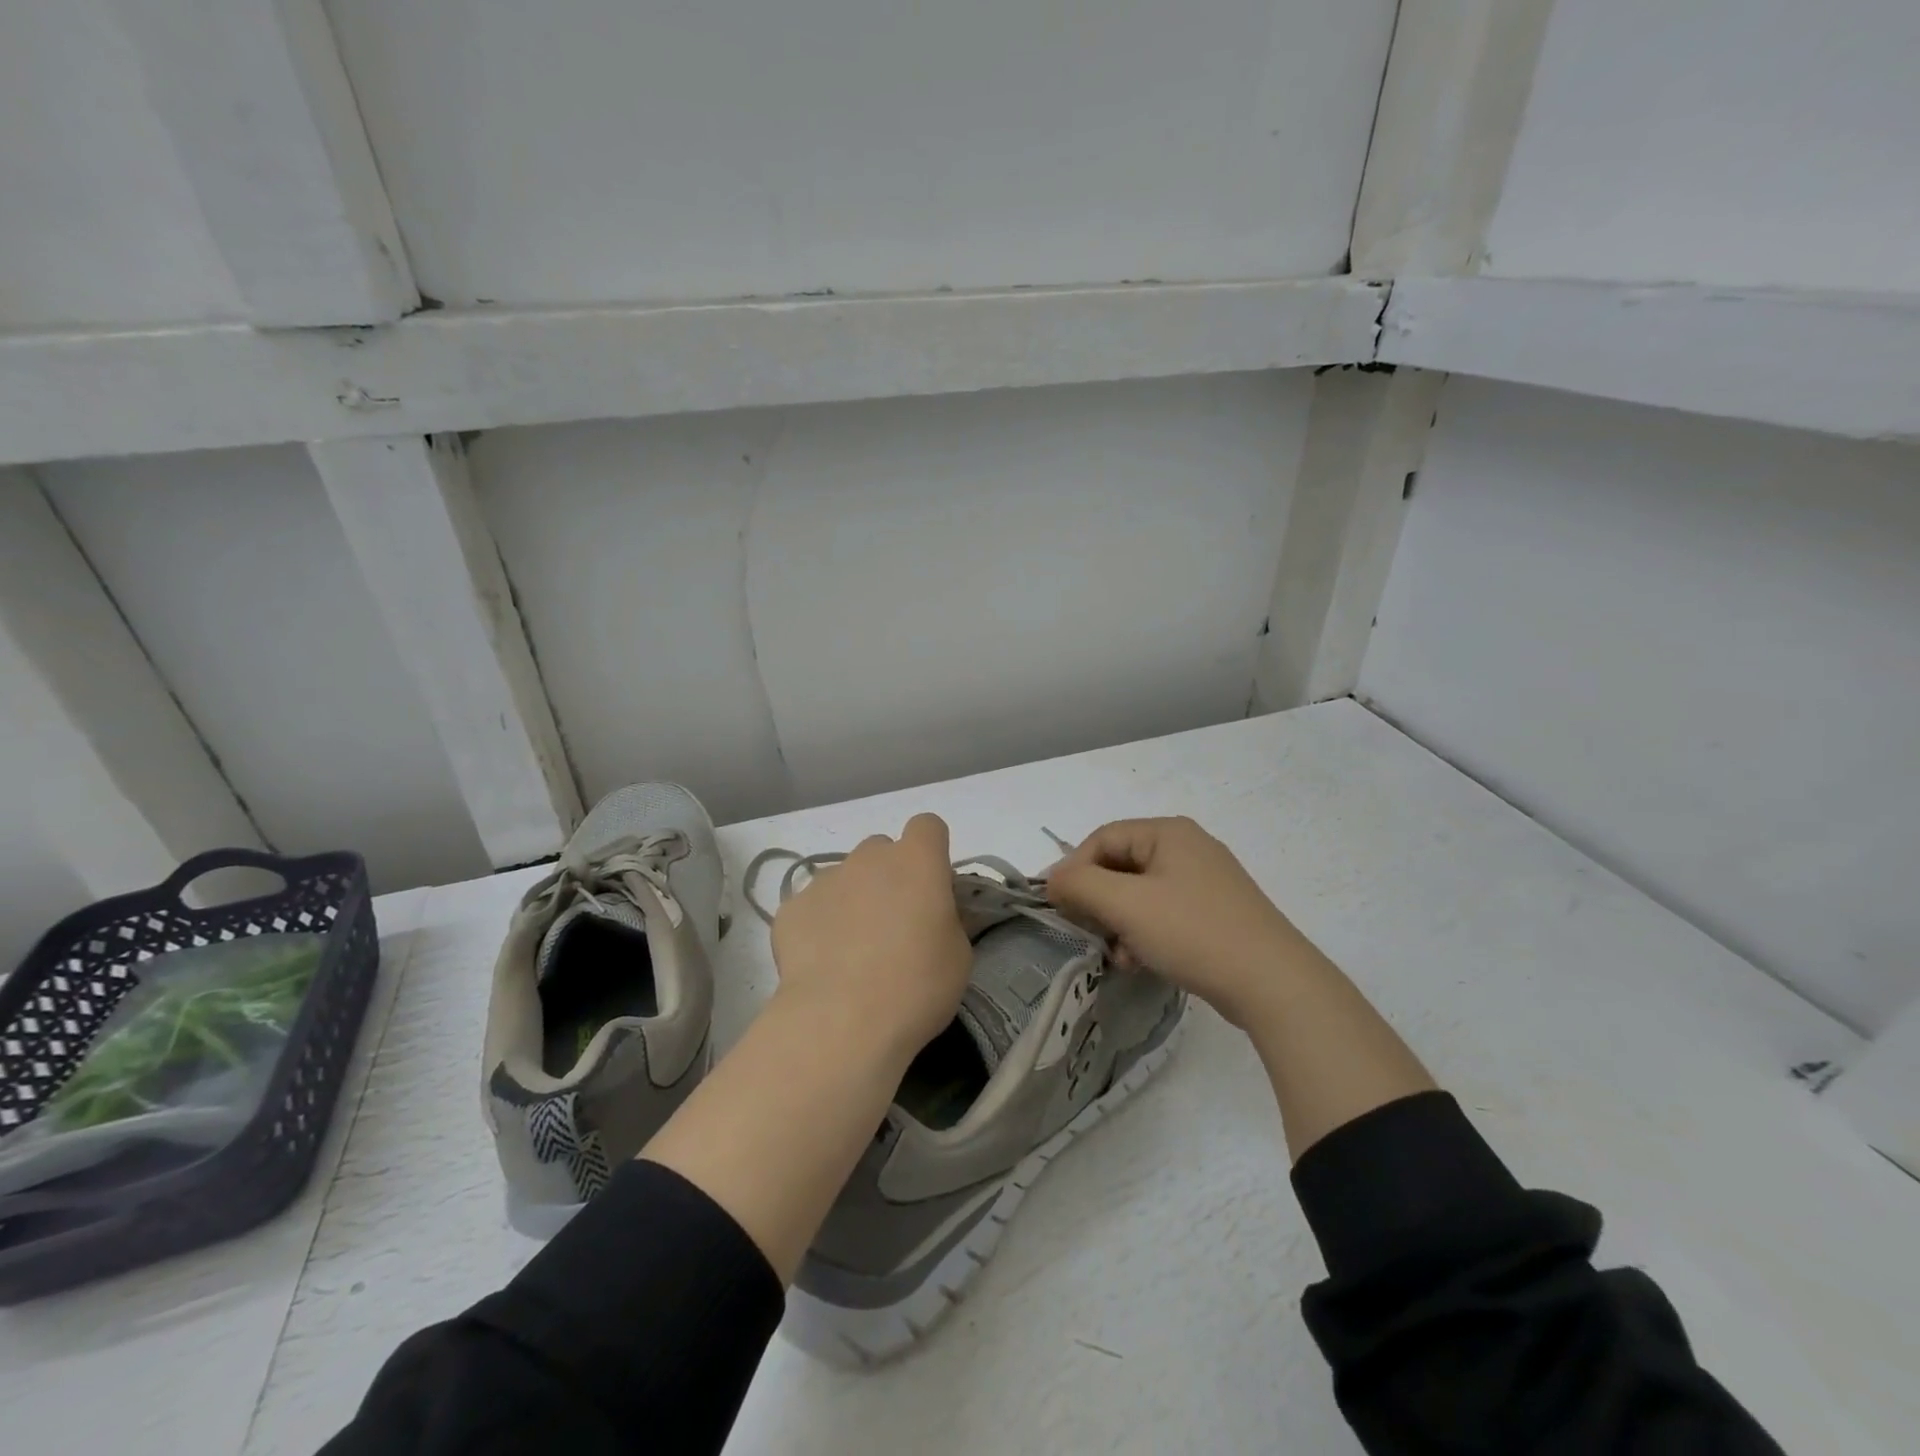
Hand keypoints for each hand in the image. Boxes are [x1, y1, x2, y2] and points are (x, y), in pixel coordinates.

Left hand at [770, 813, 971, 1060]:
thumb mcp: (958, 954)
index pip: (927, 826)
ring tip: (853, 951)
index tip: (933, 887)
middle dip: (889, 876)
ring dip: (853, 900)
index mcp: (917, 861)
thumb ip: (948, 918)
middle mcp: (868, 858)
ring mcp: (825, 880)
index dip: (931, 851)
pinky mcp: (790, 909)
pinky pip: (811, 907)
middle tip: (895, 923)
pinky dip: (818, 926)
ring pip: (844, 877)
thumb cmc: (916, 985)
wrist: (842, 1022)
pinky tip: (823, 964)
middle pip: (881, 850)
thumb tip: (933, 913)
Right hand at [1046, 817, 1305, 1027]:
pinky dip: (1144, 934)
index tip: (1058, 906)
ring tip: (1118, 955)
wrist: (1272, 983)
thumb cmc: (1192, 931)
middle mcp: (1188, 848)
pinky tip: (1141, 962)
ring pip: (1140, 894)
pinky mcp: (1215, 913)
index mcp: (1168, 832)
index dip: (1074, 869)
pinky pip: (1163, 914)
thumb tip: (1052, 880)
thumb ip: (1079, 885)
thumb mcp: (1126, 905)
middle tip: (1087, 932)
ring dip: (1119, 923)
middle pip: (1121, 866)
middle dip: (1098, 901)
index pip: (1102, 839)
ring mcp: (1205, 882)